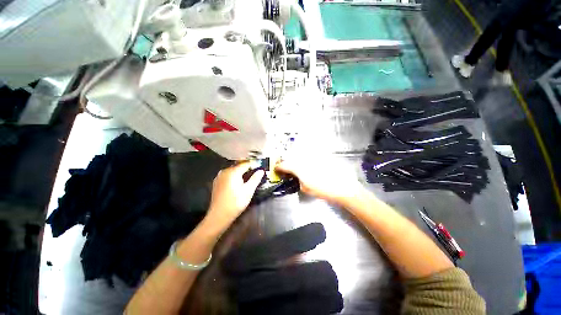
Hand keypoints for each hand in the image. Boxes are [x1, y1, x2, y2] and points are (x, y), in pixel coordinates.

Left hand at [206, 163, 263, 231]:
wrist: (219, 215)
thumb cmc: (236, 202)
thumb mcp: (249, 190)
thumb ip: (255, 178)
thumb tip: (261, 171)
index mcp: (233, 172)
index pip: (246, 164)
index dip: (254, 165)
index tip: (260, 167)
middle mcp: (225, 171)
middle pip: (239, 166)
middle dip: (247, 168)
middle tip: (255, 172)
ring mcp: (219, 177)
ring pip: (233, 171)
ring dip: (240, 172)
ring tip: (248, 177)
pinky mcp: (216, 182)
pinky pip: (228, 175)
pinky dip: (234, 176)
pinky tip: (238, 183)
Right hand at [275, 157, 363, 204]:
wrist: (343, 186)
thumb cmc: (323, 190)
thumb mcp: (306, 188)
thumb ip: (298, 180)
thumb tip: (295, 177)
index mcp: (298, 167)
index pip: (283, 165)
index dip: (278, 167)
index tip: (276, 169)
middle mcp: (303, 158)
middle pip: (291, 157)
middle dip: (286, 162)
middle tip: (286, 168)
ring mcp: (312, 155)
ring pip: (300, 154)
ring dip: (296, 159)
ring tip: (296, 165)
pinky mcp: (320, 155)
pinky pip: (309, 154)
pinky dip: (306, 158)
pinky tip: (309, 164)